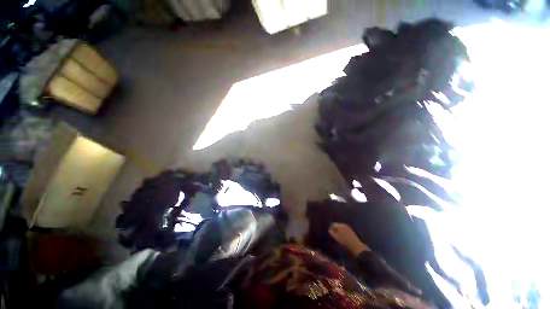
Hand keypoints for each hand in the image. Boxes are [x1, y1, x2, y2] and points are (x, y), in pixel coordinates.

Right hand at [329, 223, 370, 255]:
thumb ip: (332, 233)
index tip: (329, 231)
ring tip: (338, 235)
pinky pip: (345, 229)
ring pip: (341, 227)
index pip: (333, 224)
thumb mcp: (336, 237)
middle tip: (333, 233)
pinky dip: (343, 231)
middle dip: (335, 228)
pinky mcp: (351, 230)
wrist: (355, 246)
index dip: (330, 228)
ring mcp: (348, 227)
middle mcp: (344, 225)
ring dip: (339, 229)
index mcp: (339, 225)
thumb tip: (330, 230)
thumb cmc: (344, 241)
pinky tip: (343, 235)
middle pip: (337, 225)